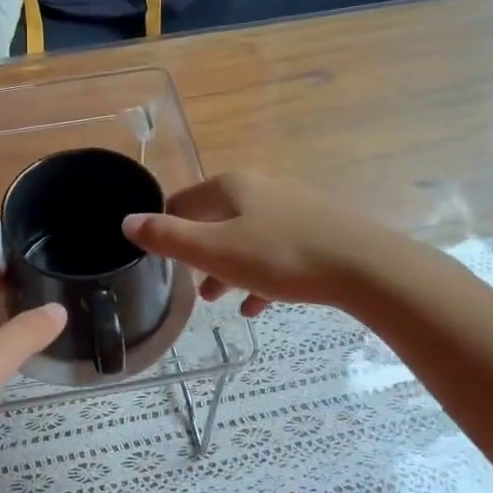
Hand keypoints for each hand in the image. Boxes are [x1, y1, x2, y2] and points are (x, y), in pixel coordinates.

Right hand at [123, 172, 379, 315]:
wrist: (364, 267)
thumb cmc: (280, 257)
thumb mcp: (214, 251)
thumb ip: (168, 238)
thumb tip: (128, 222)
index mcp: (233, 186)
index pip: (184, 200)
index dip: (165, 226)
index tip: (158, 256)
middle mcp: (264, 188)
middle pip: (218, 220)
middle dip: (201, 253)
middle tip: (189, 285)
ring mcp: (295, 208)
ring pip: (249, 239)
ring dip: (230, 268)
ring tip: (219, 300)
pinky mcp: (320, 231)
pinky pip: (279, 253)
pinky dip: (262, 276)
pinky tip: (259, 306)